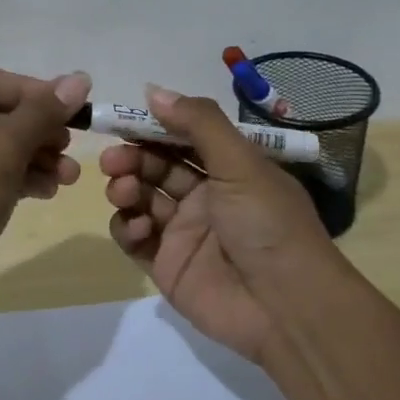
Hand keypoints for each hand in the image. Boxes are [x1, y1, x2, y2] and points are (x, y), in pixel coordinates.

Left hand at [0, 66, 92, 309]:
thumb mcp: (2, 149)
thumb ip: (42, 112)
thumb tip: (80, 79)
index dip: (34, 92)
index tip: (71, 111)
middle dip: (37, 131)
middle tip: (70, 146)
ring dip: (33, 157)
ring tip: (68, 177)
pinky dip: (15, 178)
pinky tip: (46, 191)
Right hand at [100, 85, 342, 362]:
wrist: (287, 307)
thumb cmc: (268, 224)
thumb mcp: (241, 163)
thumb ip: (198, 124)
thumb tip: (152, 91)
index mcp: (229, 169)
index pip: (182, 138)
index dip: (152, 127)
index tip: (121, 120)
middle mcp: (205, 197)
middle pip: (156, 166)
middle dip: (132, 158)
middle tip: (112, 159)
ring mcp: (183, 232)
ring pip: (141, 199)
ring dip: (126, 188)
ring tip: (124, 191)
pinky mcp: (166, 265)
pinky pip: (135, 238)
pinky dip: (127, 227)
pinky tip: (137, 227)